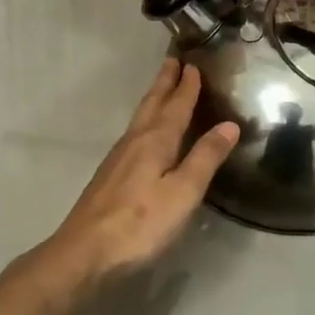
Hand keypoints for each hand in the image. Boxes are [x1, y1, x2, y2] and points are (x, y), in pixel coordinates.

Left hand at [49, 59, 238, 283]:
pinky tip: (145, 136)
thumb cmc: (141, 224)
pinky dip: (145, 124)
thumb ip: (205, 158)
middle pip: (151, 106)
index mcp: (154, 142)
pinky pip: (133, 137)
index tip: (193, 64)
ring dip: (153, 101)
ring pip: (139, 120)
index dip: (186, 87)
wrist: (85, 253)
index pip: (175, 107)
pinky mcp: (109, 178)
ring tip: (163, 91)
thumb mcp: (183, 192)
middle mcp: (133, 143)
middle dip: (164, 84)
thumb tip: (228, 124)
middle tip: (172, 61)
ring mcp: (117, 160)